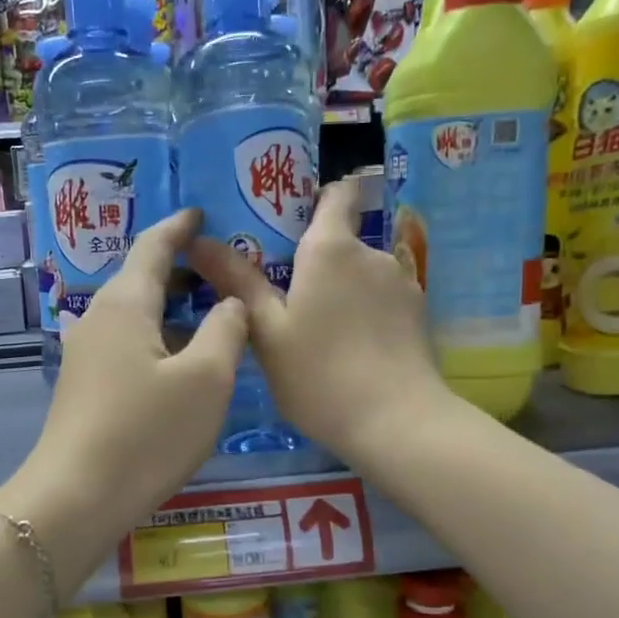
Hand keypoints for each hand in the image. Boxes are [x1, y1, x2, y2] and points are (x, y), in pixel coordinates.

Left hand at [0, 209, 247, 588]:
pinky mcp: (85, 386)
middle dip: (181, 268)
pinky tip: (181, 359)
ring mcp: (86, 354)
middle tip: (222, 267)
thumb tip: (230, 303)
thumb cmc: (147, 433)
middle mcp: (98, 318)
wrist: (76, 498)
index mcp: (126, 303)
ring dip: (171, 307)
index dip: (180, 227)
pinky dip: (158, 337)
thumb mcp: (206, 380)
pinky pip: (127, 343)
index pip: (153, 246)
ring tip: (211, 311)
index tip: (201, 212)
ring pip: (135, 314)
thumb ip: (226, 330)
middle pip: (141, 278)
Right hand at [190, 178, 450, 469]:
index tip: (289, 221)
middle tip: (286, 302)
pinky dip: (365, 315)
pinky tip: (352, 352)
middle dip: (316, 262)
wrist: (397, 422)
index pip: (336, 195)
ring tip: (319, 335)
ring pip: (362, 275)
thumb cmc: (320, 375)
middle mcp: (371, 254)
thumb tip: (199, 240)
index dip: (316, 198)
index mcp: (331, 249)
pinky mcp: (419, 316)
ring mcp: (402, 284)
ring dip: (342, 292)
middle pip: (342, 242)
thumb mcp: (267, 332)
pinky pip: (382, 302)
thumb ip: (237, 282)